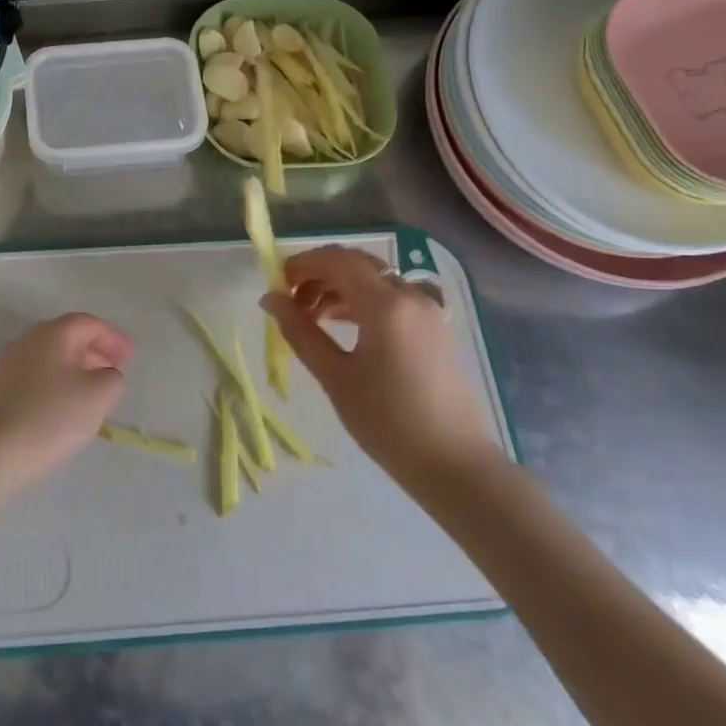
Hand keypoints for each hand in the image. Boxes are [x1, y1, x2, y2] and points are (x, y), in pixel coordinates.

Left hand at [0, 314, 131, 488]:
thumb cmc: (51, 417)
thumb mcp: (98, 396)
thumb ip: (112, 378)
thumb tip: (106, 373)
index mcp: (52, 334)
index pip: (89, 323)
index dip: (113, 337)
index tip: (130, 357)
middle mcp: (28, 341)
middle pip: (68, 337)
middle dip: (95, 352)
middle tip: (115, 372)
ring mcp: (9, 365)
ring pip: (52, 358)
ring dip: (76, 369)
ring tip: (94, 393)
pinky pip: (37, 377)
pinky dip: (58, 384)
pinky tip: (65, 409)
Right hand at [262, 246, 502, 490]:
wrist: (454, 465)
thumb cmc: (387, 422)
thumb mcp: (335, 377)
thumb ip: (300, 332)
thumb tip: (270, 299)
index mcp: (386, 305)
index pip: (338, 261)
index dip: (304, 264)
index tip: (277, 281)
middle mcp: (410, 296)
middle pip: (357, 265)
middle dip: (320, 275)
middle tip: (292, 301)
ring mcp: (427, 311)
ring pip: (374, 281)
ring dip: (340, 288)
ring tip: (312, 318)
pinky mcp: (434, 328)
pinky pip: (391, 299)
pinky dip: (362, 302)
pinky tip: (343, 327)